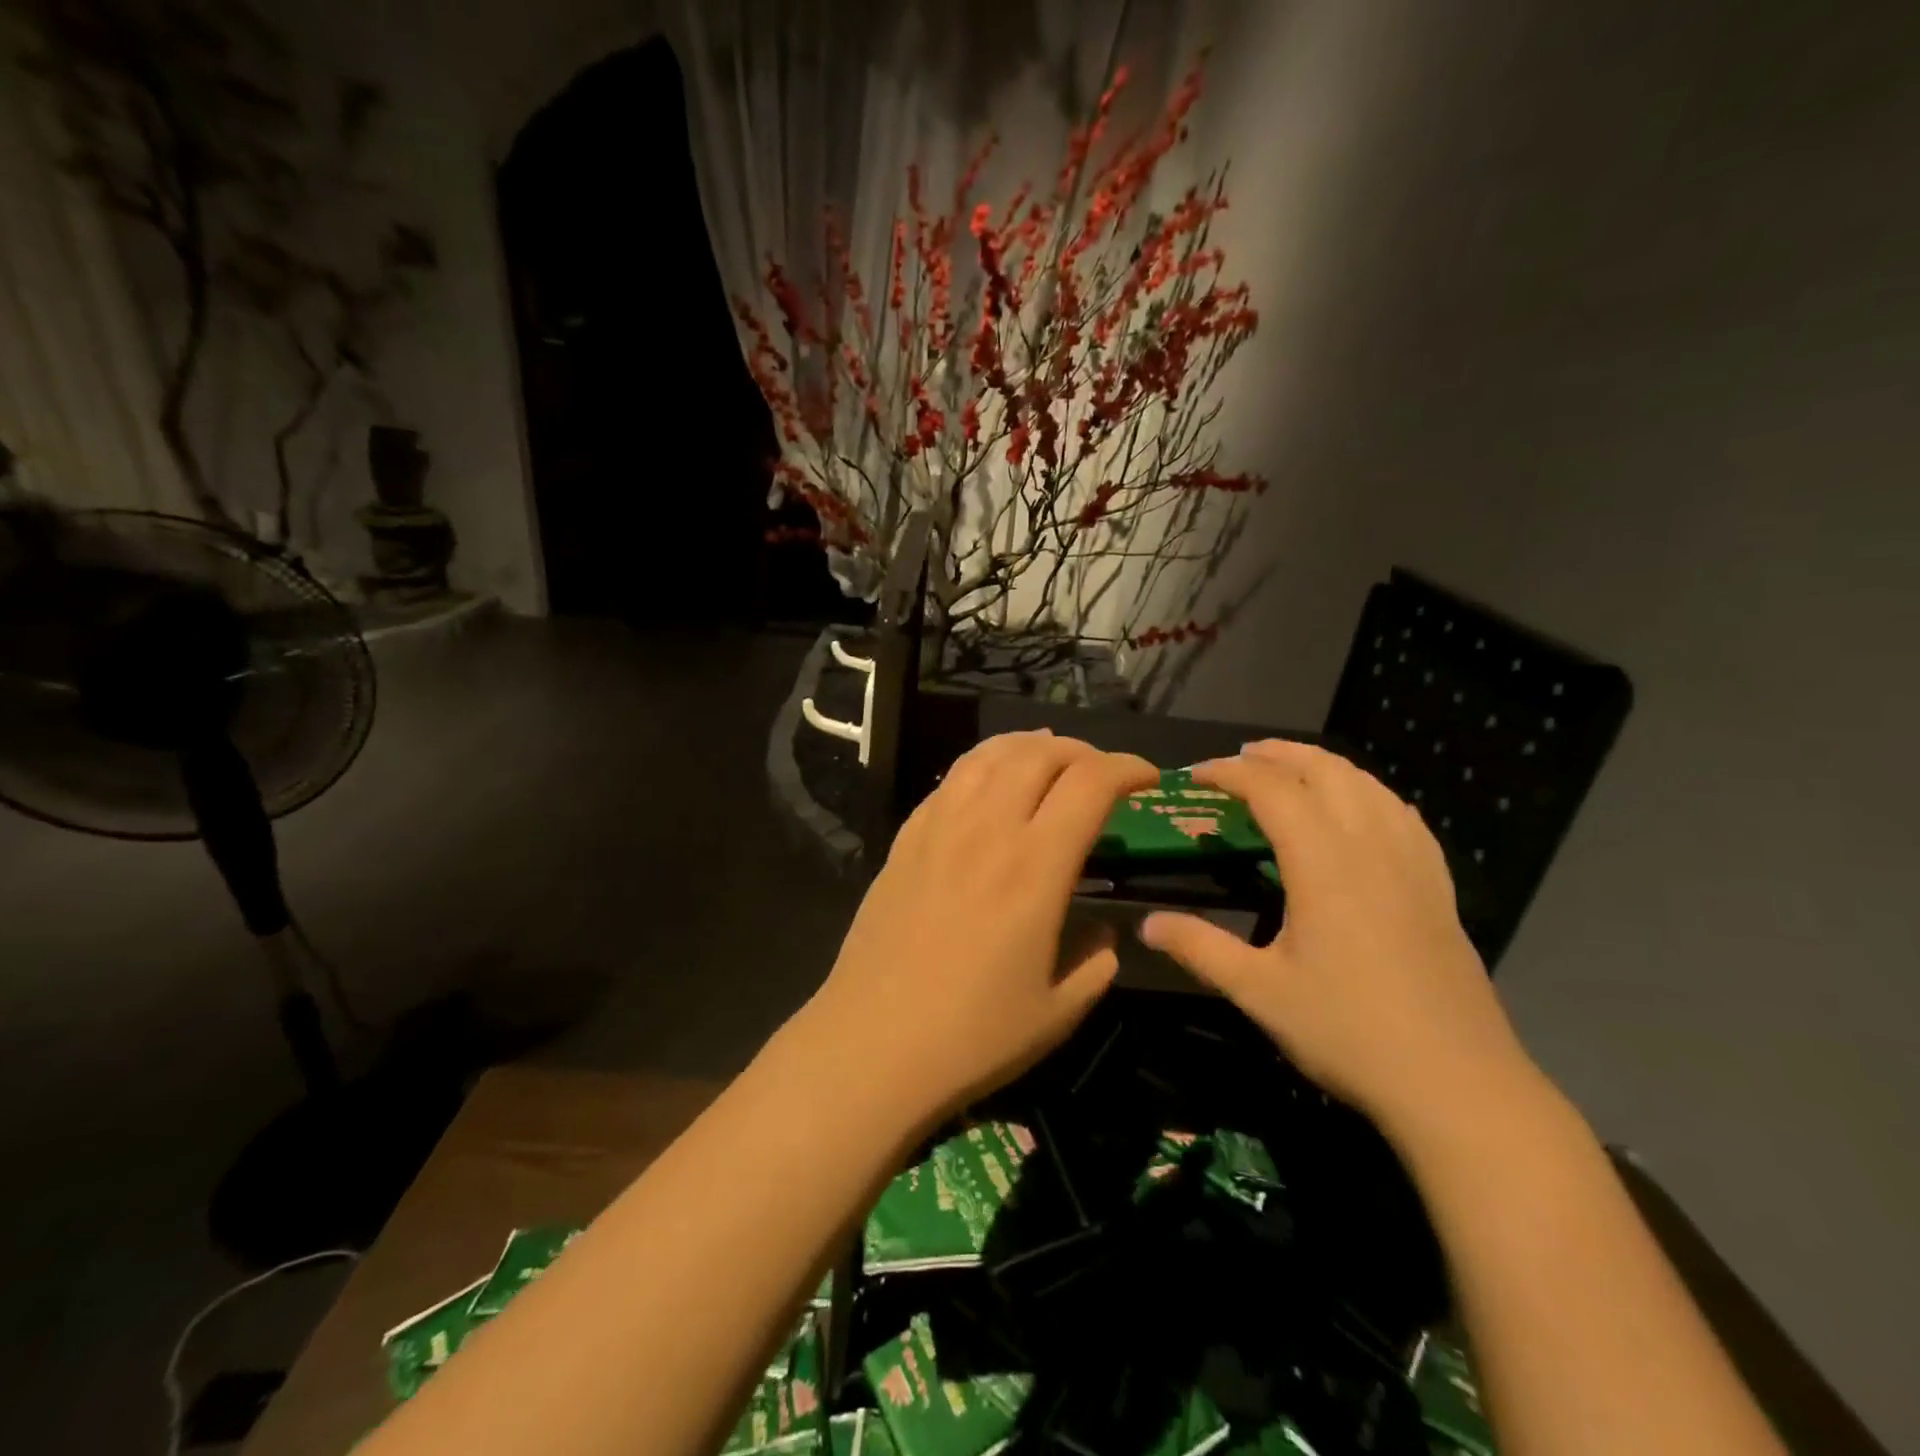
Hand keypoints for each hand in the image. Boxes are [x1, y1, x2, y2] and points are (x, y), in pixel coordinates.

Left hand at [803, 731, 1156, 1127]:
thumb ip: (1096, 961)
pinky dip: (982, 765)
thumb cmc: (972, 1037)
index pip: (1090, 783)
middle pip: (1038, 754)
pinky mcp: (904, 840)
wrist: (871, 1046)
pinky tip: (989, 784)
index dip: (1127, 768)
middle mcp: (987, 830)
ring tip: (1049, 757)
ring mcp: (938, 829)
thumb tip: (1103, 932)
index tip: (1149, 779)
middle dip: (1082, 750)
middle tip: (1100, 773)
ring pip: (988, 755)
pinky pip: (949, 781)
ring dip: (1028, 746)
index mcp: (1035, 867)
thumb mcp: (1059, 1012)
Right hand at [1139, 740, 1531, 1132]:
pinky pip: (1403, 816)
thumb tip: (1146, 924)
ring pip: (1368, 786)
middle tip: (1239, 758)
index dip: (1229, 773)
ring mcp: (1413, 865)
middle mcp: (1370, 847)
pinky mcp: (1439, 888)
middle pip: (1325, 771)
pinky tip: (1362, 809)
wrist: (1457, 1085)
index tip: (1194, 775)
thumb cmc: (1349, 1032)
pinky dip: (1369, 793)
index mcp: (1323, 864)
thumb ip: (1200, 948)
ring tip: (1291, 768)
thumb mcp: (1259, 992)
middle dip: (1278, 754)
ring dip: (1324, 765)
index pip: (1272, 790)